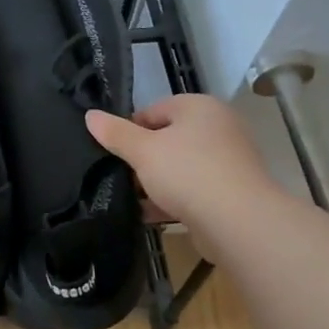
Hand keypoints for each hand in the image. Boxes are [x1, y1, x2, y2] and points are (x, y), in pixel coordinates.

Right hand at [86, 94, 275, 252]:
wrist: (238, 221)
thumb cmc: (187, 173)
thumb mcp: (142, 151)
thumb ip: (115, 133)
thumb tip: (90, 115)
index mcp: (199, 107)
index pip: (154, 110)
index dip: (130, 131)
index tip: (115, 153)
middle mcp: (218, 127)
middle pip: (168, 139)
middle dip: (144, 159)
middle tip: (123, 177)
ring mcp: (228, 160)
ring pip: (181, 167)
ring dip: (156, 183)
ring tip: (132, 199)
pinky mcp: (231, 191)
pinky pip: (194, 190)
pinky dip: (173, 200)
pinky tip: (150, 215)